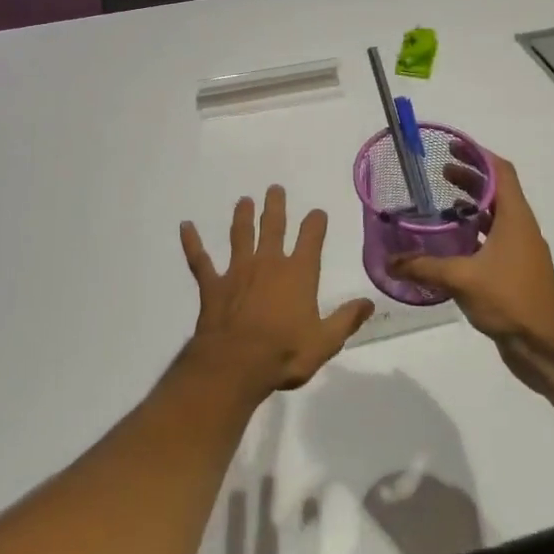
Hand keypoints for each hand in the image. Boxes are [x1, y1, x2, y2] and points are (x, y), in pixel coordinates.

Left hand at [181, 186, 373, 399]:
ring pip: (240, 235)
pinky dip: (192, 242)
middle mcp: (268, 263)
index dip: (315, 223)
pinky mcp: (212, 285)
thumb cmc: (284, 354)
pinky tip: (185, 226)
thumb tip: (368, 302)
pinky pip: (200, 260)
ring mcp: (237, 271)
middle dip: (276, 206)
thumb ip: (346, 320)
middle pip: (273, 227)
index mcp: (298, 274)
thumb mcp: (325, 342)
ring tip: (244, 200)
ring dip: (242, 216)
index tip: (317, 212)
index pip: (310, 239)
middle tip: (274, 188)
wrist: (235, 365)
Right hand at [389, 148, 553, 388]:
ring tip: (440, 205)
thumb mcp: (462, 279)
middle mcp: (520, 228)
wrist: (545, 346)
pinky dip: (472, 233)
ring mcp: (519, 251)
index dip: (479, 156)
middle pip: (497, 191)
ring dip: (471, 206)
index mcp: (515, 218)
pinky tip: (448, 245)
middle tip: (440, 172)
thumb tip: (389, 261)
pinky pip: (492, 240)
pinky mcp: (513, 272)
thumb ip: (423, 267)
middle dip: (470, 178)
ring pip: (494, 217)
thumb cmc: (510, 299)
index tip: (453, 148)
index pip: (502, 172)